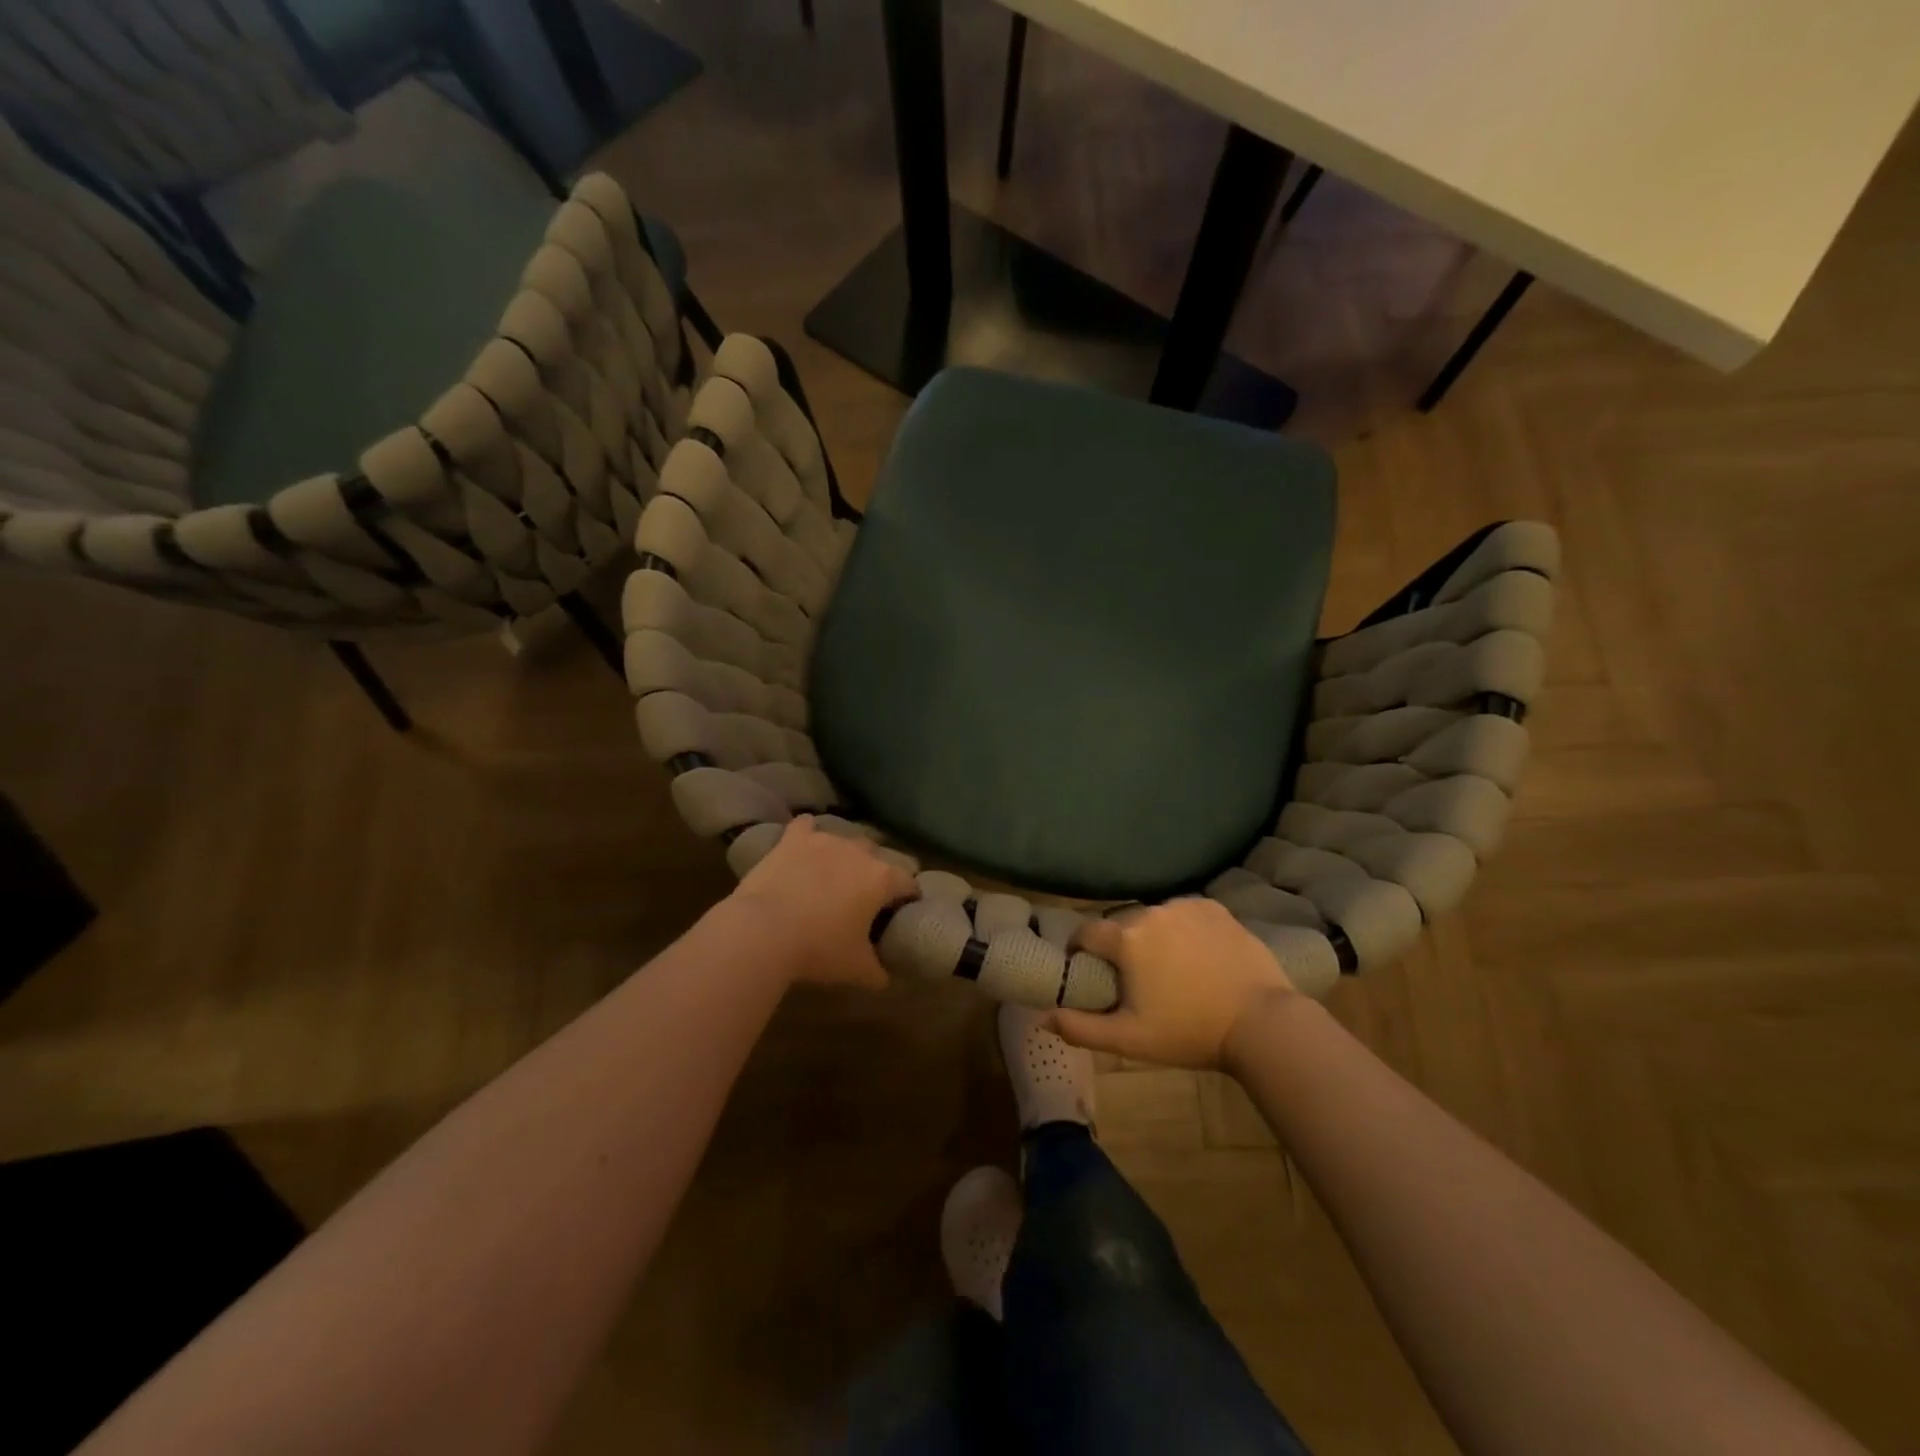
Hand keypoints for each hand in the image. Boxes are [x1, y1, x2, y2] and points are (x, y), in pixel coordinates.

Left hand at [730, 817, 916, 989]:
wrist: (763, 931)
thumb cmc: (818, 949)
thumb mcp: (856, 969)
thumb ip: (879, 972)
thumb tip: (886, 978)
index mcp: (882, 879)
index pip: (909, 883)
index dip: (908, 898)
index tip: (901, 912)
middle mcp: (859, 851)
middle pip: (879, 856)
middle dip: (876, 873)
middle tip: (864, 898)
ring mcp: (825, 840)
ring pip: (845, 839)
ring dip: (845, 854)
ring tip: (834, 875)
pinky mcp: (793, 839)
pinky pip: (805, 826)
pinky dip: (807, 833)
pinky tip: (804, 841)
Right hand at [1048, 898, 1297, 1069]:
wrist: (1262, 1023)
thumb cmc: (1189, 1032)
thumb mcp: (1129, 1039)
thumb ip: (1081, 1027)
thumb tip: (1042, 1016)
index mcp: (1126, 938)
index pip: (1086, 933)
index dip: (1080, 951)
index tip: (1088, 971)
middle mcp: (1152, 912)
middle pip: (1121, 925)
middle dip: (1119, 946)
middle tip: (1133, 979)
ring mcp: (1186, 906)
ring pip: (1153, 918)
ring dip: (1151, 937)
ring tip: (1169, 968)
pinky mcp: (1216, 909)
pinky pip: (1184, 914)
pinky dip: (1182, 929)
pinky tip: (1196, 956)